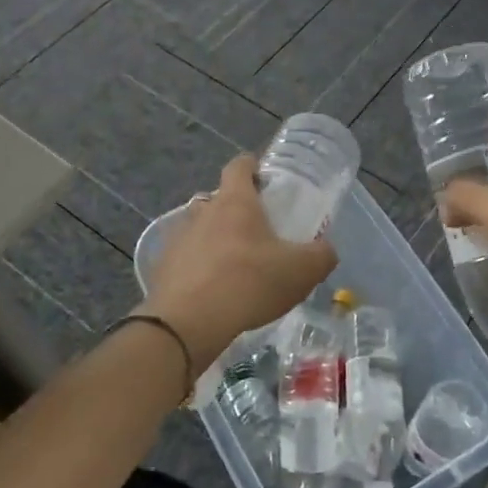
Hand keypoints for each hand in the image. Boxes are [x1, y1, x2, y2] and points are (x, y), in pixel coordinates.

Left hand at [143, 154, 336, 367]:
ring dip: (214, 239)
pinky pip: (184, 258)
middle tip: (256, 232)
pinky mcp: (162, 266)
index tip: (263, 177)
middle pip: (219, 199)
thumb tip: (325, 250)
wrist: (188, 322)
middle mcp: (203, 211)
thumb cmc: (249, 283)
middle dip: (236, 209)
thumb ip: (321, 256)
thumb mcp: (301, 270)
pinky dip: (197, 267)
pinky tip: (210, 290)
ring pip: (199, 228)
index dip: (252, 166)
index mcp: (235, 201)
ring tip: (233, 265)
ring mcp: (178, 238)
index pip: (239, 166)